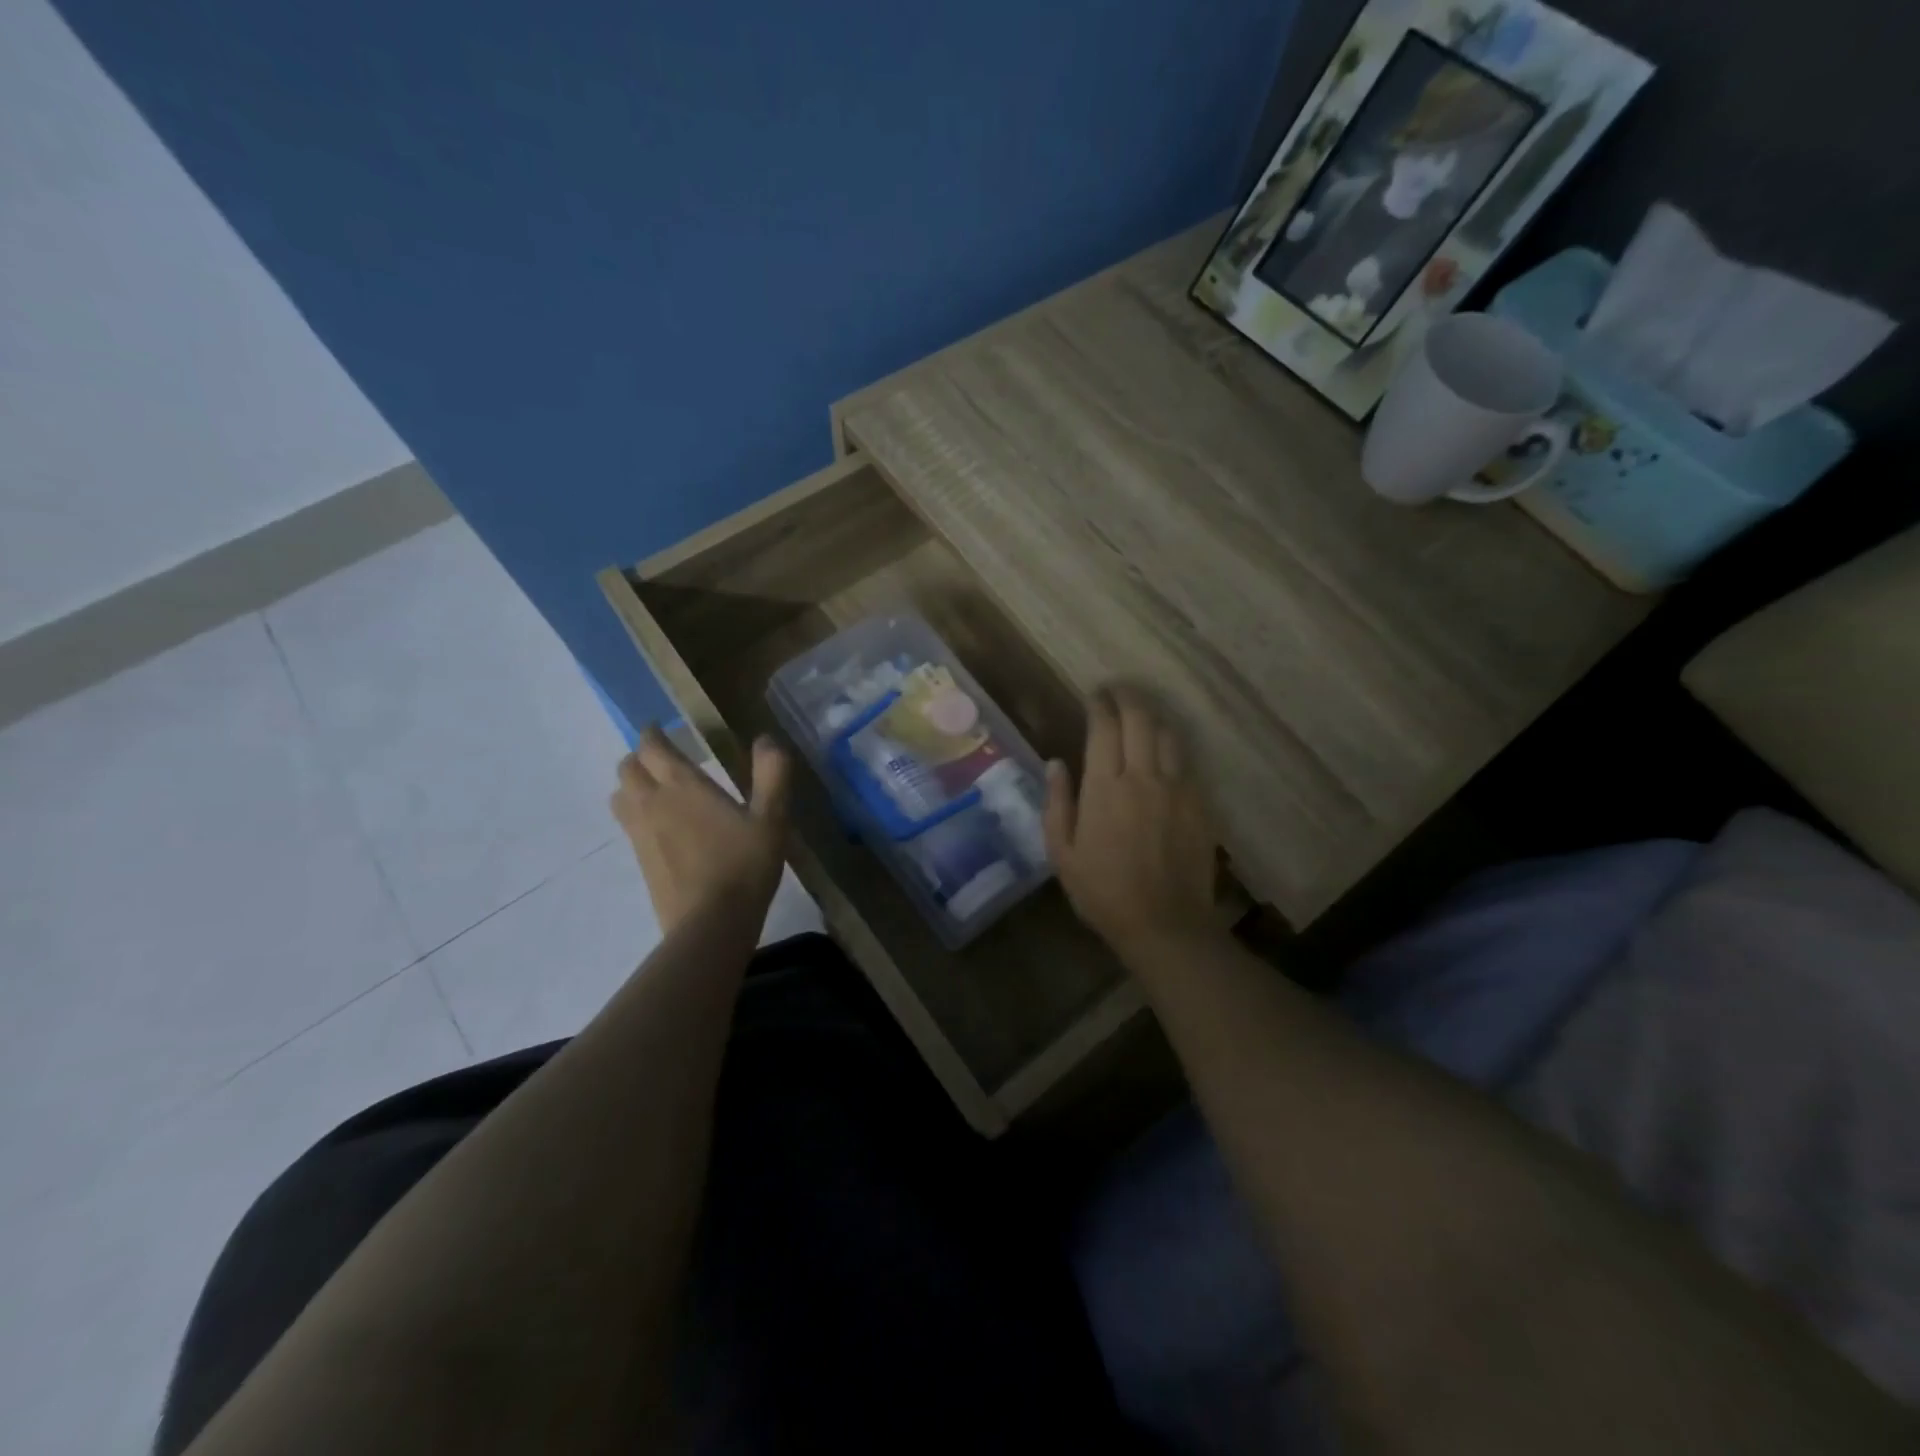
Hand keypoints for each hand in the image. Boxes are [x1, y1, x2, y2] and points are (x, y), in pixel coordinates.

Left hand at [611, 727, 792, 933]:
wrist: (711, 924)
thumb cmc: (745, 865)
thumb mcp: (772, 818)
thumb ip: (772, 774)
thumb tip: (766, 739)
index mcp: (683, 786)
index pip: (653, 747)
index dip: (653, 733)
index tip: (661, 728)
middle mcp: (653, 804)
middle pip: (628, 768)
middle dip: (641, 758)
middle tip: (663, 759)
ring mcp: (641, 835)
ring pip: (621, 797)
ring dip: (632, 786)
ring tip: (656, 790)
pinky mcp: (640, 862)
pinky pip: (628, 825)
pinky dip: (636, 815)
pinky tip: (661, 828)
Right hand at [1044, 687, 1219, 952]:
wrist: (1165, 925)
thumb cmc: (1103, 892)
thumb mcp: (1062, 853)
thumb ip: (1057, 803)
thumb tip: (1056, 763)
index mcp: (1105, 787)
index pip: (1104, 727)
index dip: (1099, 704)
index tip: (1092, 695)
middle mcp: (1144, 777)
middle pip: (1141, 718)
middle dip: (1127, 696)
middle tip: (1116, 690)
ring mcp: (1178, 788)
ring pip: (1168, 734)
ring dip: (1152, 716)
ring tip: (1140, 713)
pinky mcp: (1200, 803)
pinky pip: (1186, 760)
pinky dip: (1171, 745)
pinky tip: (1163, 750)